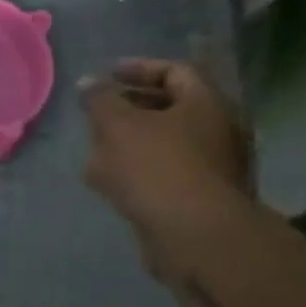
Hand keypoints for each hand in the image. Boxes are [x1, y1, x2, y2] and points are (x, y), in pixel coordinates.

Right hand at [81, 59, 251, 271]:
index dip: (138, 68)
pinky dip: (135, 174)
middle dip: (127, 111)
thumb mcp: (118, 125)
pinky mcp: (198, 202)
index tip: (106, 76)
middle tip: (95, 115)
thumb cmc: (157, 168)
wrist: (194, 238)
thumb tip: (88, 84)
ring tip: (92, 152)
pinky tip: (105, 185)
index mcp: (206, 104)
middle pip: (168, 110)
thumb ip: (99, 100)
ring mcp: (211, 169)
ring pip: (162, 146)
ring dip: (126, 145)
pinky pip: (162, 176)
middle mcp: (217, 132)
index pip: (174, 71)